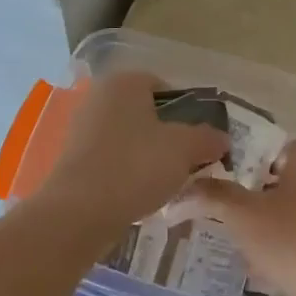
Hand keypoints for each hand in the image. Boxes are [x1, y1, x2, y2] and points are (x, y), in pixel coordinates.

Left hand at [36, 72, 228, 233]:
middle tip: (188, 162)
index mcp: (124, 82)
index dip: (188, 112)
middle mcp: (99, 98)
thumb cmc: (136, 166)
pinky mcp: (73, 160)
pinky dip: (128, 173)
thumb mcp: (185, 149)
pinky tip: (140, 194)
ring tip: (166, 183)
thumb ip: (208, 138)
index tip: (200, 139)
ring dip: (149, 157)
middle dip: (169, 136)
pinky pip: (112, 160)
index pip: (165, 87)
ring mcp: (81, 129)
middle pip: (146, 114)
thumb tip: (222, 139)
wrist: (79, 212)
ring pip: (129, 139)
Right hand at [182, 141, 295, 295]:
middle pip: (281, 181)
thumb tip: (181, 188)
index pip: (268, 146)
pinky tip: (276, 276)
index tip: (219, 184)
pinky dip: (293, 253)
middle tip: (227, 221)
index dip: (241, 162)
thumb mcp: (244, 217)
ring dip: (272, 230)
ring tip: (246, 254)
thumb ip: (212, 196)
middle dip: (254, 201)